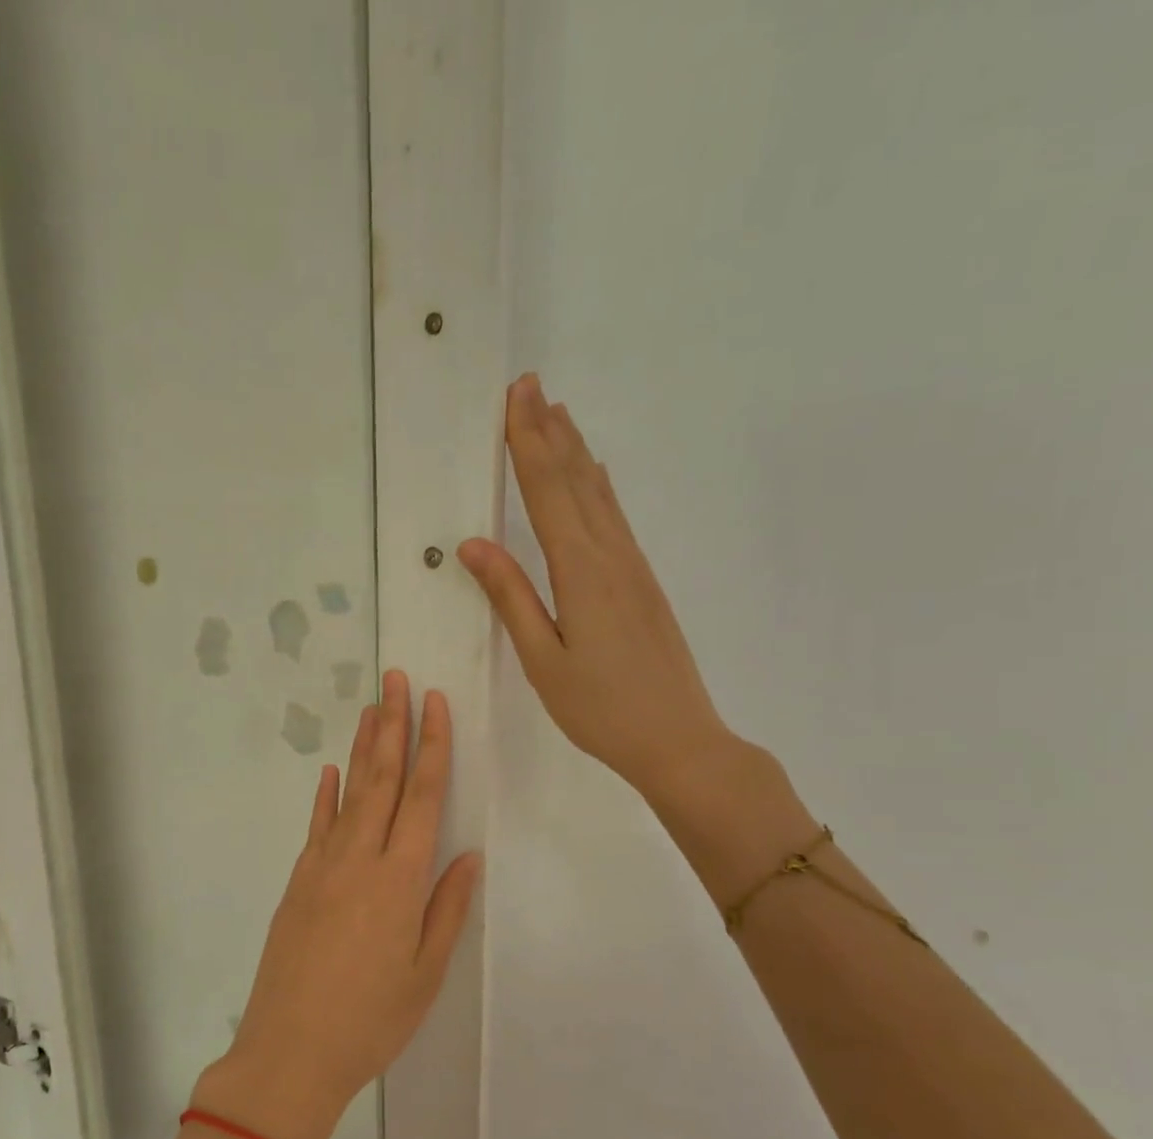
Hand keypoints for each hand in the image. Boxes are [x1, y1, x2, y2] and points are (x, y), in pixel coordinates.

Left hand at [193, 672, 481, 1138]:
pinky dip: (325, 795)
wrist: (290, 1051)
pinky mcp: (298, 881)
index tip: (435, 704)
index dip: (432, 746)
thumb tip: (466, 855)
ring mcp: (322, 866)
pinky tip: (330, 771)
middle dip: (393, 725)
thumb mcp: (424, 972)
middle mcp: (360, 858)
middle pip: (382, 779)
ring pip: (348, 793)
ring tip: (372, 708)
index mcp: (400, 879)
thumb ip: (446, 908)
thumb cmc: (370, 1020)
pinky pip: (316, 825)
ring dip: (362, 748)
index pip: (422, 797)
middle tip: (396, 678)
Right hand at [458, 373, 744, 808]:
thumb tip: (474, 545)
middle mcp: (612, 556)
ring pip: (600, 495)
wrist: (678, 738)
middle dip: (549, 432)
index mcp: (581, 572)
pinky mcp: (644, 583)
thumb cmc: (600, 708)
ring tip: (559, 415)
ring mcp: (633, 568)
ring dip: (575, 452)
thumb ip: (511, 598)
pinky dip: (598, 487)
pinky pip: (615, 518)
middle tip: (531, 386)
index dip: (528, 444)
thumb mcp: (543, 660)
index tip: (515, 399)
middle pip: (576, 481)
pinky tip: (596, 478)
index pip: (547, 494)